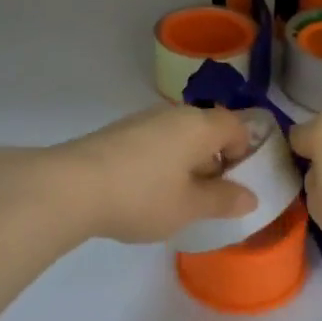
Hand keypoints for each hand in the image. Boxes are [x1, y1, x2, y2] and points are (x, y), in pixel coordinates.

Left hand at [35, 104, 258, 244]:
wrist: (71, 187)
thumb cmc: (142, 196)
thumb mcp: (189, 207)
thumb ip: (223, 200)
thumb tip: (250, 196)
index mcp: (200, 125)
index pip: (237, 125)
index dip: (244, 151)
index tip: (235, 183)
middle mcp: (174, 114)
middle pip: (207, 128)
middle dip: (213, 159)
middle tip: (207, 196)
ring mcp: (142, 120)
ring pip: (179, 135)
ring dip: (185, 161)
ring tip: (174, 198)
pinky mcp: (118, 132)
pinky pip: (154, 142)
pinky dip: (160, 162)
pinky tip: (143, 192)